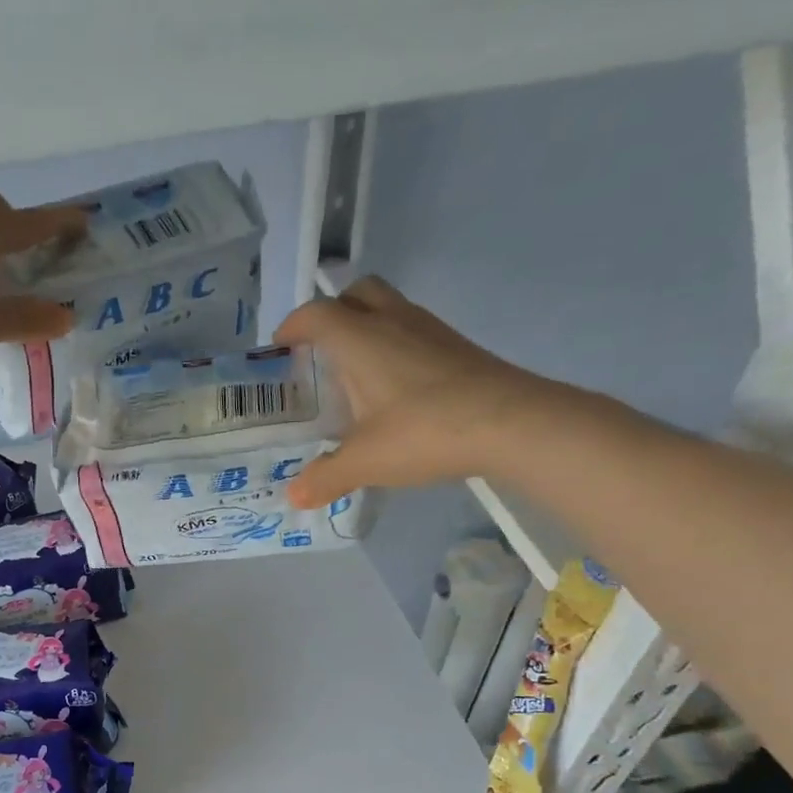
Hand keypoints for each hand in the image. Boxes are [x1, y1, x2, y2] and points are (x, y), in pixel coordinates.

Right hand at [274, 277, 554, 506]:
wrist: (512, 423)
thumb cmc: (424, 432)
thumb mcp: (365, 461)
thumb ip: (325, 477)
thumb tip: (294, 497)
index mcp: (360, 340)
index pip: (316, 314)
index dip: (292, 327)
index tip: (280, 349)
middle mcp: (393, 322)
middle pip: (357, 294)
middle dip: (333, 314)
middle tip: (321, 352)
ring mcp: (431, 331)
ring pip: (390, 309)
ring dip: (367, 330)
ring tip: (356, 375)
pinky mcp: (458, 347)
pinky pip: (414, 332)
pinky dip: (395, 348)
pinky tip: (396, 390)